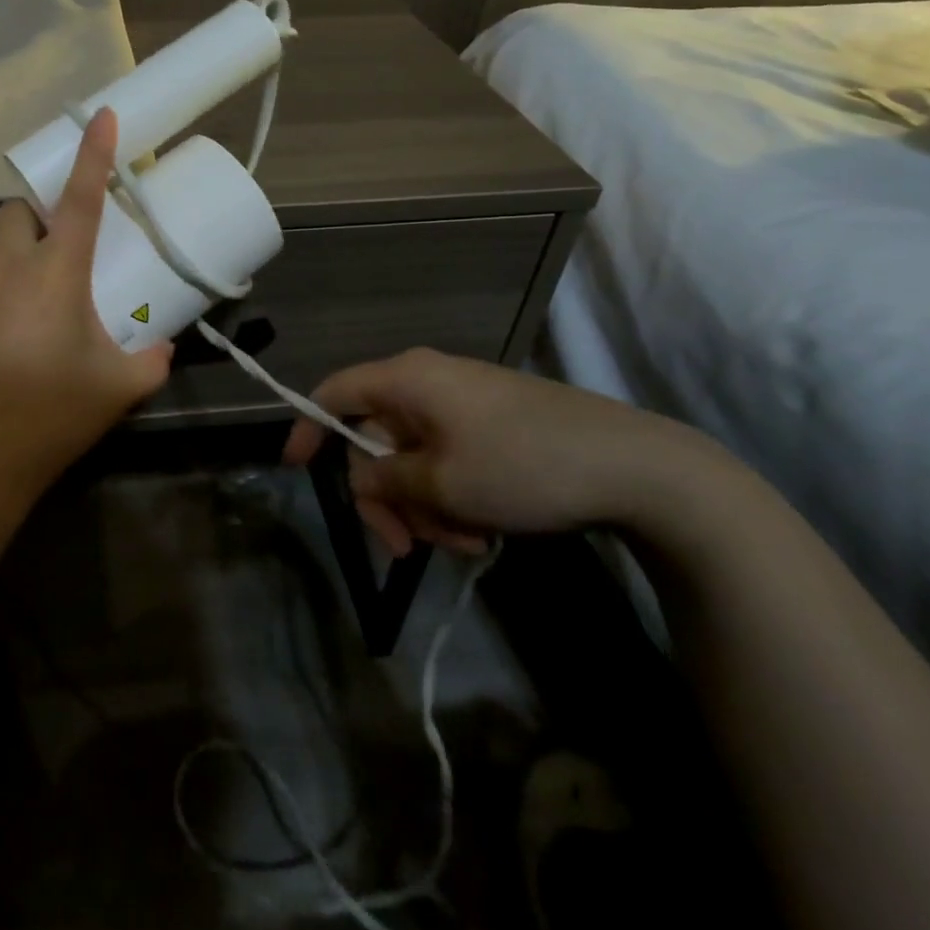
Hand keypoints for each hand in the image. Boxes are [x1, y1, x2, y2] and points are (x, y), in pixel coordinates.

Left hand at [0, 108, 173, 497]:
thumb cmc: (52, 413)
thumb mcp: (120, 387)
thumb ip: (151, 359)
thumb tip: (162, 347)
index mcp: (55, 272)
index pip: (80, 198)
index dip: (93, 154)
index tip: (100, 115)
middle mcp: (5, 267)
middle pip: (16, 213)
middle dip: (36, 219)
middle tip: (57, 255)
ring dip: (9, 254)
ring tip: (25, 296)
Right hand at [281, 348, 725, 555]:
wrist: (635, 465)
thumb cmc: (523, 466)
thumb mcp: (443, 484)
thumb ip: (386, 479)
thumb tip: (363, 473)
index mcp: (407, 380)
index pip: (335, 392)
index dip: (308, 426)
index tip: (295, 468)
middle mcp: (428, 382)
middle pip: (377, 439)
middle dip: (388, 497)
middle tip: (407, 548)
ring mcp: (464, 402)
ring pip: (415, 457)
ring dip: (426, 507)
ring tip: (465, 544)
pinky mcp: (493, 423)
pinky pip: (449, 458)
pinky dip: (453, 496)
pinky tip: (484, 532)